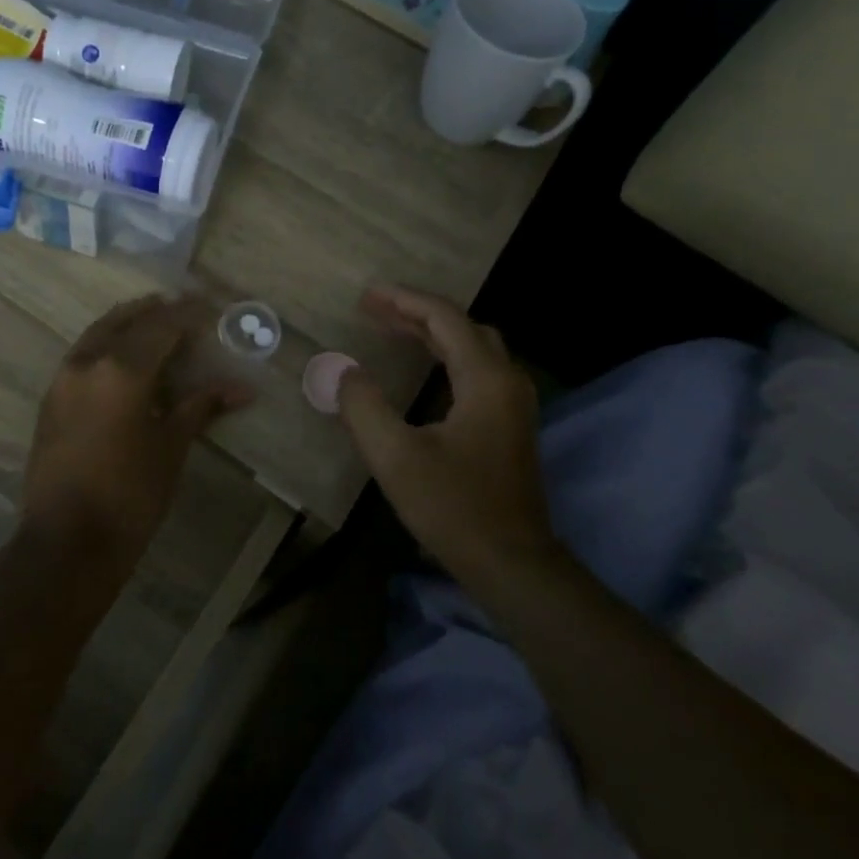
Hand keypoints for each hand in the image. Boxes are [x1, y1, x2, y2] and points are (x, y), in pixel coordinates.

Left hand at [22, 295, 250, 559]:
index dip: (189, 313)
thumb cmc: (130, 495)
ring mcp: (63, 379)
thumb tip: (242, 389)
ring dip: (128, 322)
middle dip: (156, 311)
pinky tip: (124, 357)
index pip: (162, 326)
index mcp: (122, 370)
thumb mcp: (171, 447)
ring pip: (99, 333)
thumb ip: (201, 407)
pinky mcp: (51, 399)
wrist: (66, 542)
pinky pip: (83, 354)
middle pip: (126, 320)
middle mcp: (88, 362)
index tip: (211, 306)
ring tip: (155, 322)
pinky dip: (107, 343)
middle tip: (183, 308)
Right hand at [337, 286, 552, 584]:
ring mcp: (514, 405)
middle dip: (417, 312)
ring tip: (391, 329)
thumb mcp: (396, 457)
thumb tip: (345, 372)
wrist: (512, 563)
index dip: (404, 300)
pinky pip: (477, 371)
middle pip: (464, 327)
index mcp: (486, 379)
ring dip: (433, 334)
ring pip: (474, 349)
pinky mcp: (510, 426)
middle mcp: (507, 382)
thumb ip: (364, 407)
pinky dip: (446, 357)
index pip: (445, 318)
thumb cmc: (454, 508)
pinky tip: (423, 370)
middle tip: (374, 309)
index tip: (367, 295)